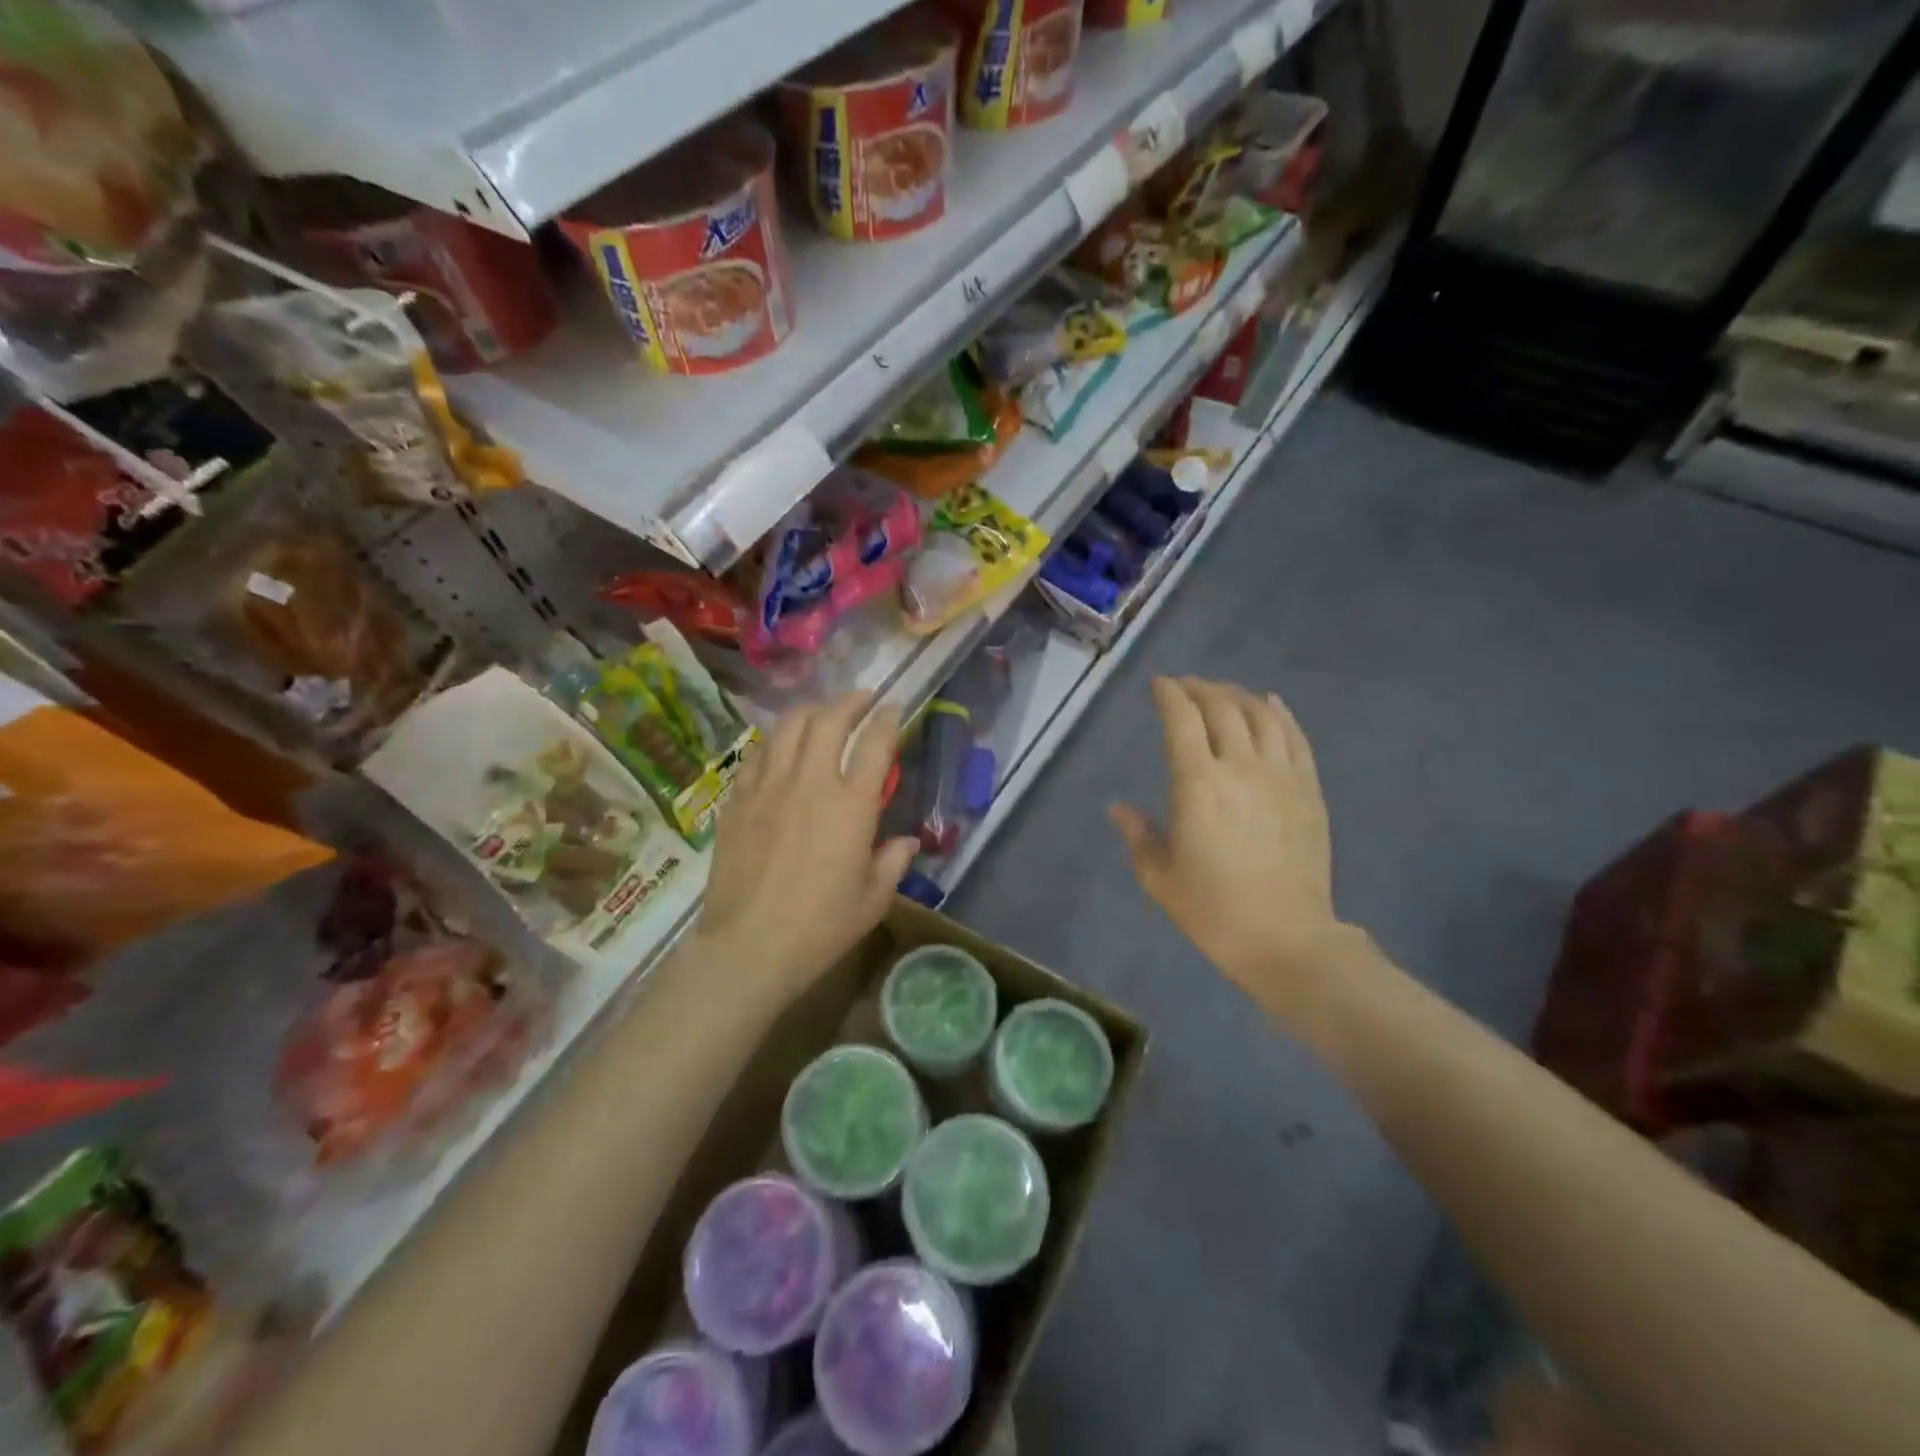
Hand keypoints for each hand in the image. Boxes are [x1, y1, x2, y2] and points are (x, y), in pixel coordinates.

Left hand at [696, 693, 917, 1000]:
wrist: (748, 947)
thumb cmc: (820, 927)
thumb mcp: (873, 899)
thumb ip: (893, 862)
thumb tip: (905, 842)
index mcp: (850, 805)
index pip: (874, 743)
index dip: (887, 718)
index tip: (894, 706)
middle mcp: (809, 783)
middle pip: (829, 720)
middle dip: (850, 701)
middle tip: (862, 699)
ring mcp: (768, 787)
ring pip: (788, 727)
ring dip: (811, 710)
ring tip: (823, 712)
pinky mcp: (737, 800)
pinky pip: (758, 753)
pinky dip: (777, 739)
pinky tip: (782, 745)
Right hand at [1110, 678, 1346, 1022]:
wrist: (1286, 938)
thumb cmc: (1213, 910)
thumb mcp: (1159, 876)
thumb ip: (1137, 834)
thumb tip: (1119, 808)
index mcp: (1198, 784)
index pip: (1182, 720)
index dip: (1169, 695)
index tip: (1159, 685)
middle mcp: (1241, 767)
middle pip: (1222, 708)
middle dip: (1200, 689)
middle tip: (1185, 686)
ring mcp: (1281, 775)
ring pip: (1261, 715)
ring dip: (1237, 695)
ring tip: (1222, 693)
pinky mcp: (1310, 790)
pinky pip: (1296, 737)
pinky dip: (1280, 713)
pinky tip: (1270, 704)